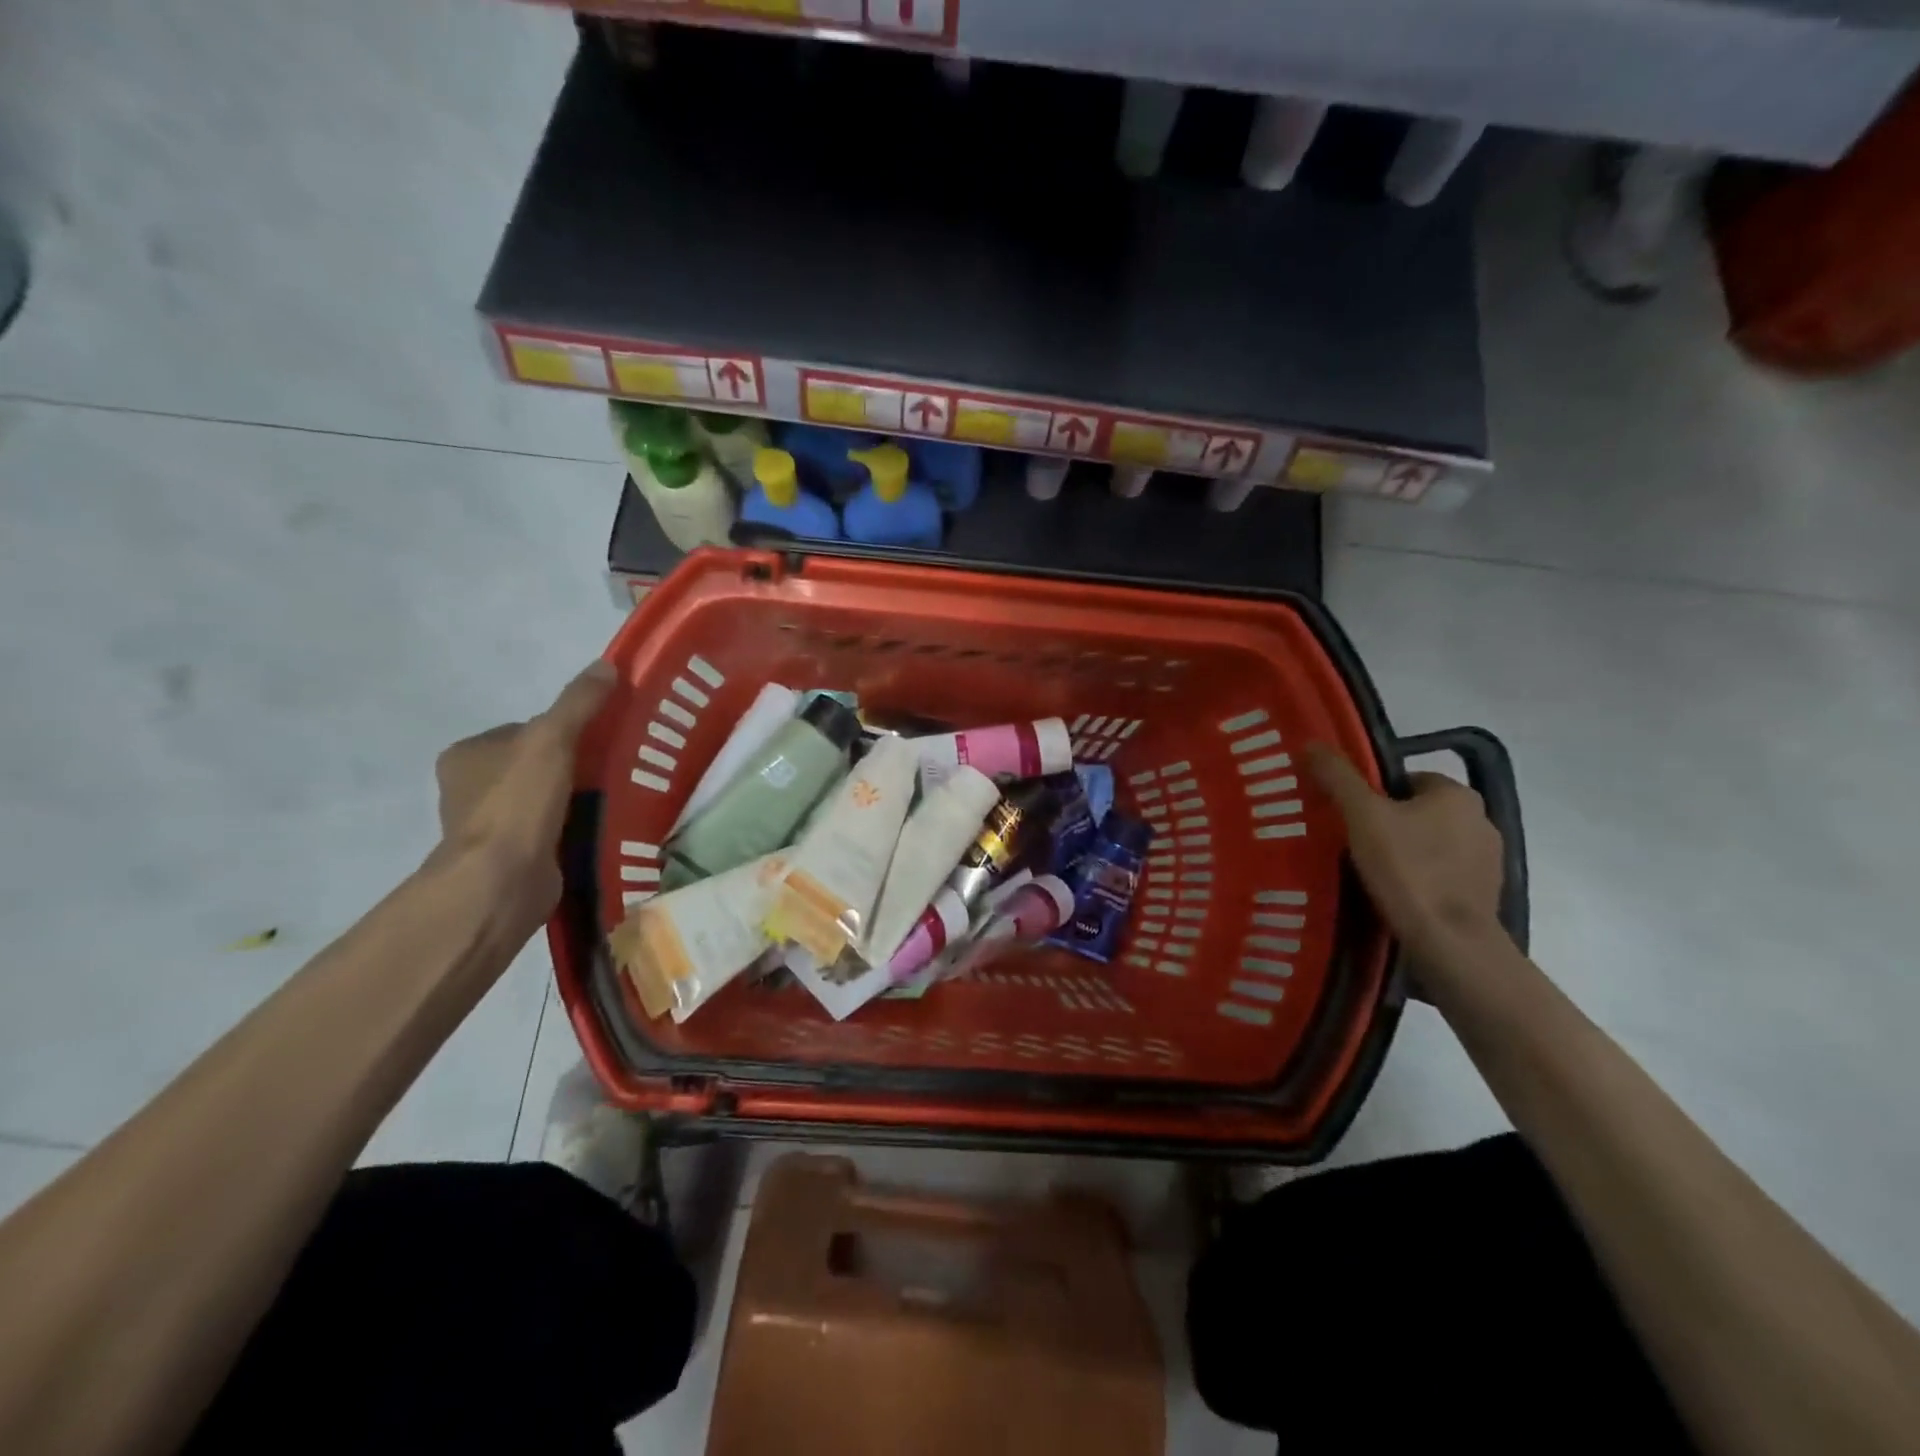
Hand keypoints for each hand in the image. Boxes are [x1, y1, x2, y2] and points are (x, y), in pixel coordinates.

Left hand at [433, 660, 615, 930]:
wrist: (501, 881)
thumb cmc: (518, 802)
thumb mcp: (552, 738)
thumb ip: (579, 702)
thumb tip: (606, 664)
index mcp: (467, 754)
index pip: (525, 730)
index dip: (564, 730)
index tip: (601, 739)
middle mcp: (470, 788)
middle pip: (536, 764)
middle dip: (573, 766)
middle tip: (616, 768)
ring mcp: (489, 826)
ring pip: (545, 799)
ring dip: (576, 799)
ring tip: (616, 798)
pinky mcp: (511, 858)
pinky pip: (551, 831)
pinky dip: (574, 829)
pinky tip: (601, 828)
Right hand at [1306, 744, 1506, 963]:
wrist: (1450, 942)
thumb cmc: (1407, 869)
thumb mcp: (1362, 816)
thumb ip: (1337, 777)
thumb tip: (1311, 743)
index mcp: (1457, 793)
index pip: (1405, 780)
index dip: (1371, 795)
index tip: (1348, 818)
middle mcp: (1481, 819)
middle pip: (1417, 812)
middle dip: (1387, 824)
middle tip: (1351, 845)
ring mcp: (1488, 860)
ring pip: (1431, 844)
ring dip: (1405, 853)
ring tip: (1369, 874)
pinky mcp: (1486, 894)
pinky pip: (1442, 874)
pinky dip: (1420, 880)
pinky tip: (1395, 896)